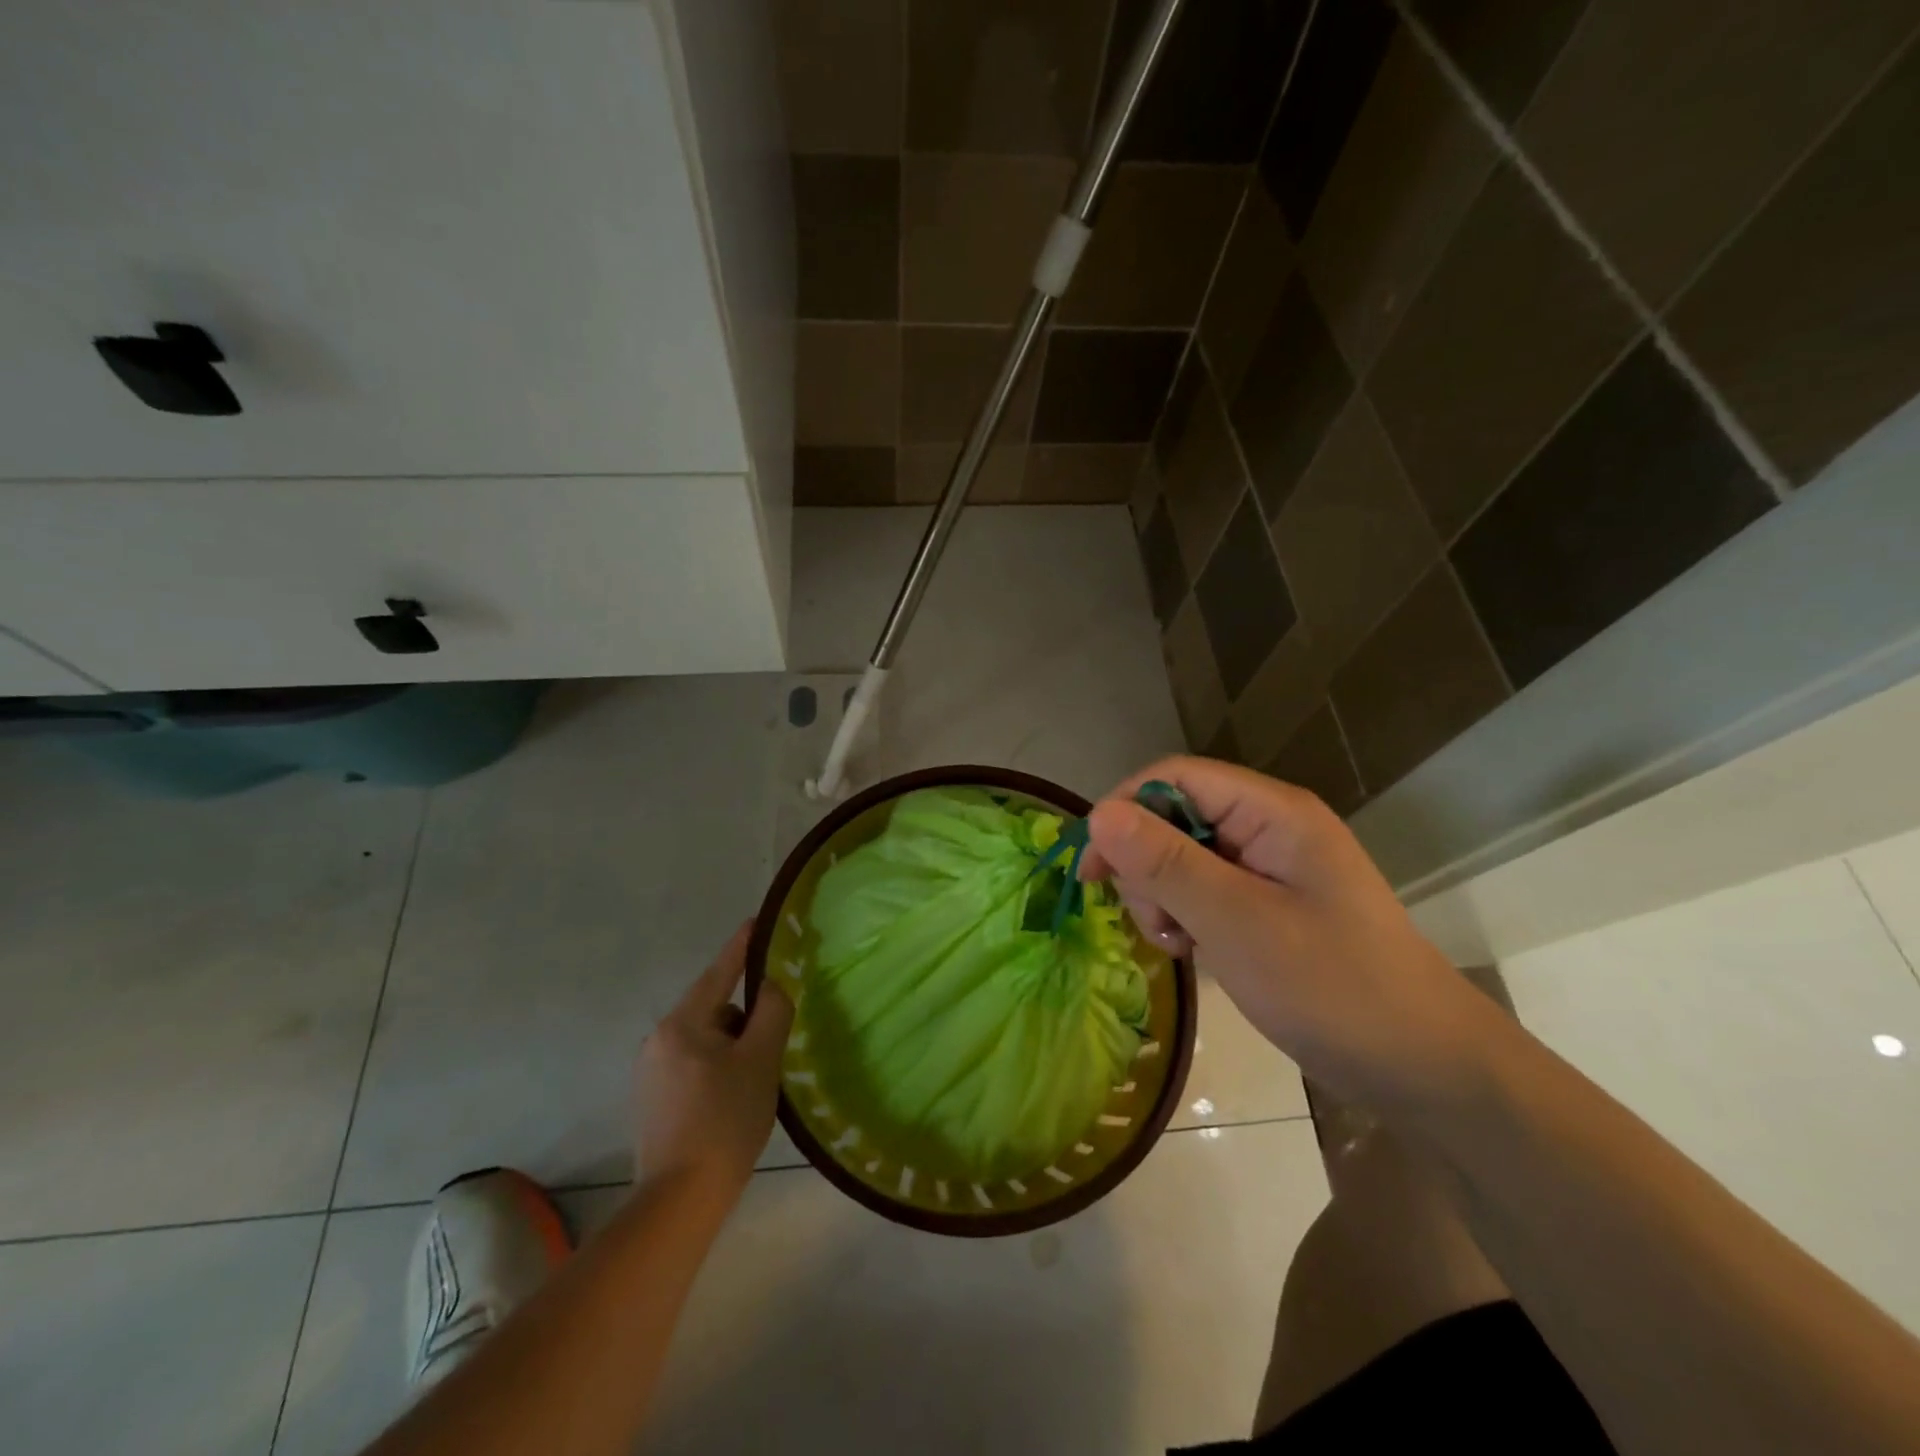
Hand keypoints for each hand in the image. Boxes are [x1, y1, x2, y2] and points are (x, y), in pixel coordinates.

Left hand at [633, 922, 793, 1198]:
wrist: (679, 1201)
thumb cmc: (725, 1121)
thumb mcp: (760, 1060)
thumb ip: (771, 1012)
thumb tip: (773, 985)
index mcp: (683, 1023)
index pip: (720, 972)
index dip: (742, 946)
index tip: (759, 922)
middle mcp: (659, 1039)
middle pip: (713, 1009)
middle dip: (744, 1017)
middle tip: (772, 1044)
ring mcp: (650, 1071)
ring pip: (704, 1039)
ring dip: (731, 1046)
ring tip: (754, 1080)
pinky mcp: (651, 1100)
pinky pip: (692, 1064)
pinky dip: (716, 1068)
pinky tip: (730, 1100)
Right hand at [1078, 758, 1505, 1110]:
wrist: (1425, 1068)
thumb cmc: (1333, 988)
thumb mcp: (1237, 923)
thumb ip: (1166, 864)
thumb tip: (1098, 814)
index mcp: (1272, 812)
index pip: (1175, 778)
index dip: (1124, 811)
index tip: (1093, 870)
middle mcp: (1269, 827)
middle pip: (1176, 816)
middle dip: (1146, 865)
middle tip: (1156, 924)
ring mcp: (1271, 867)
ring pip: (1183, 857)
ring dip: (1164, 896)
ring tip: (1180, 945)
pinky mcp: (1269, 903)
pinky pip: (1205, 890)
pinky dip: (1187, 916)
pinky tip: (1195, 951)